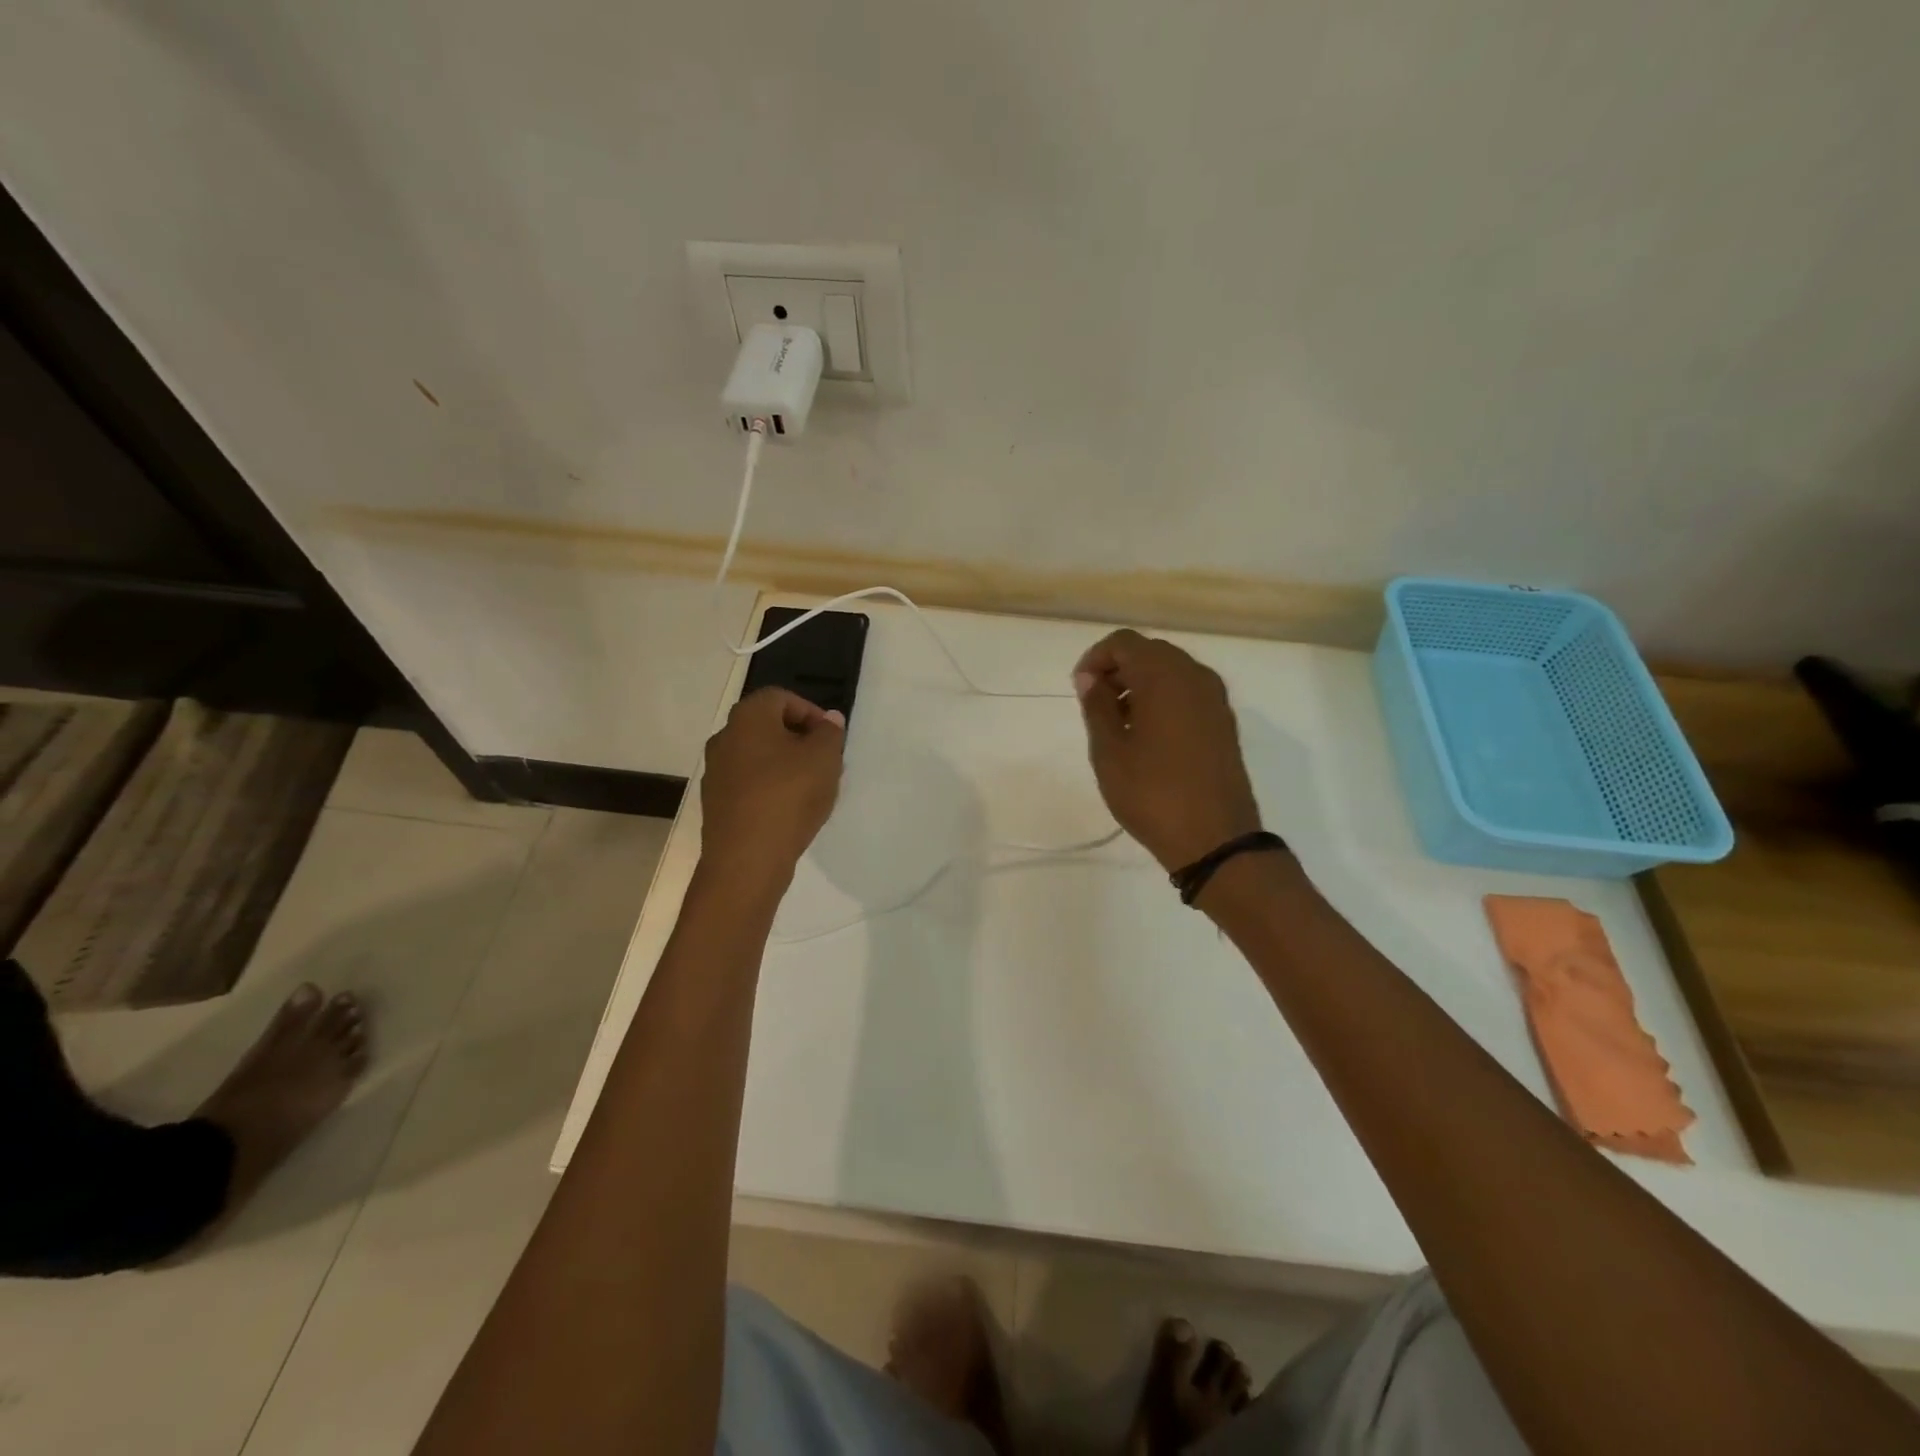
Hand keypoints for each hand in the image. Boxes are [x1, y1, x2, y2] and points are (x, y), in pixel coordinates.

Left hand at [700, 688, 845, 885]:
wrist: (746, 860)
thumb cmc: (788, 797)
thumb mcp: (824, 759)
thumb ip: (830, 733)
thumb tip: (828, 719)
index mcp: (748, 718)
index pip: (781, 698)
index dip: (810, 712)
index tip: (831, 738)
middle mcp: (724, 738)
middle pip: (767, 727)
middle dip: (799, 740)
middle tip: (824, 762)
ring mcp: (715, 772)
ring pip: (758, 757)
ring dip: (785, 766)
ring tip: (811, 789)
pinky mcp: (716, 803)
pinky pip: (749, 785)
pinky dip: (770, 789)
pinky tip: (789, 812)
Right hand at [1073, 630, 1262, 871]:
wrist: (1215, 839)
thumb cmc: (1152, 793)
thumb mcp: (1110, 751)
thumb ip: (1097, 706)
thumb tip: (1090, 678)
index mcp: (1164, 676)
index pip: (1124, 643)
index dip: (1096, 659)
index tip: (1079, 689)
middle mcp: (1195, 676)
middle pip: (1149, 652)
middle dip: (1118, 670)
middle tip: (1095, 705)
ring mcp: (1215, 698)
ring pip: (1170, 671)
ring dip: (1140, 685)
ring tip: (1119, 724)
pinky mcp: (1223, 721)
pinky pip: (1187, 692)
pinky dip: (1163, 699)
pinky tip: (1147, 735)